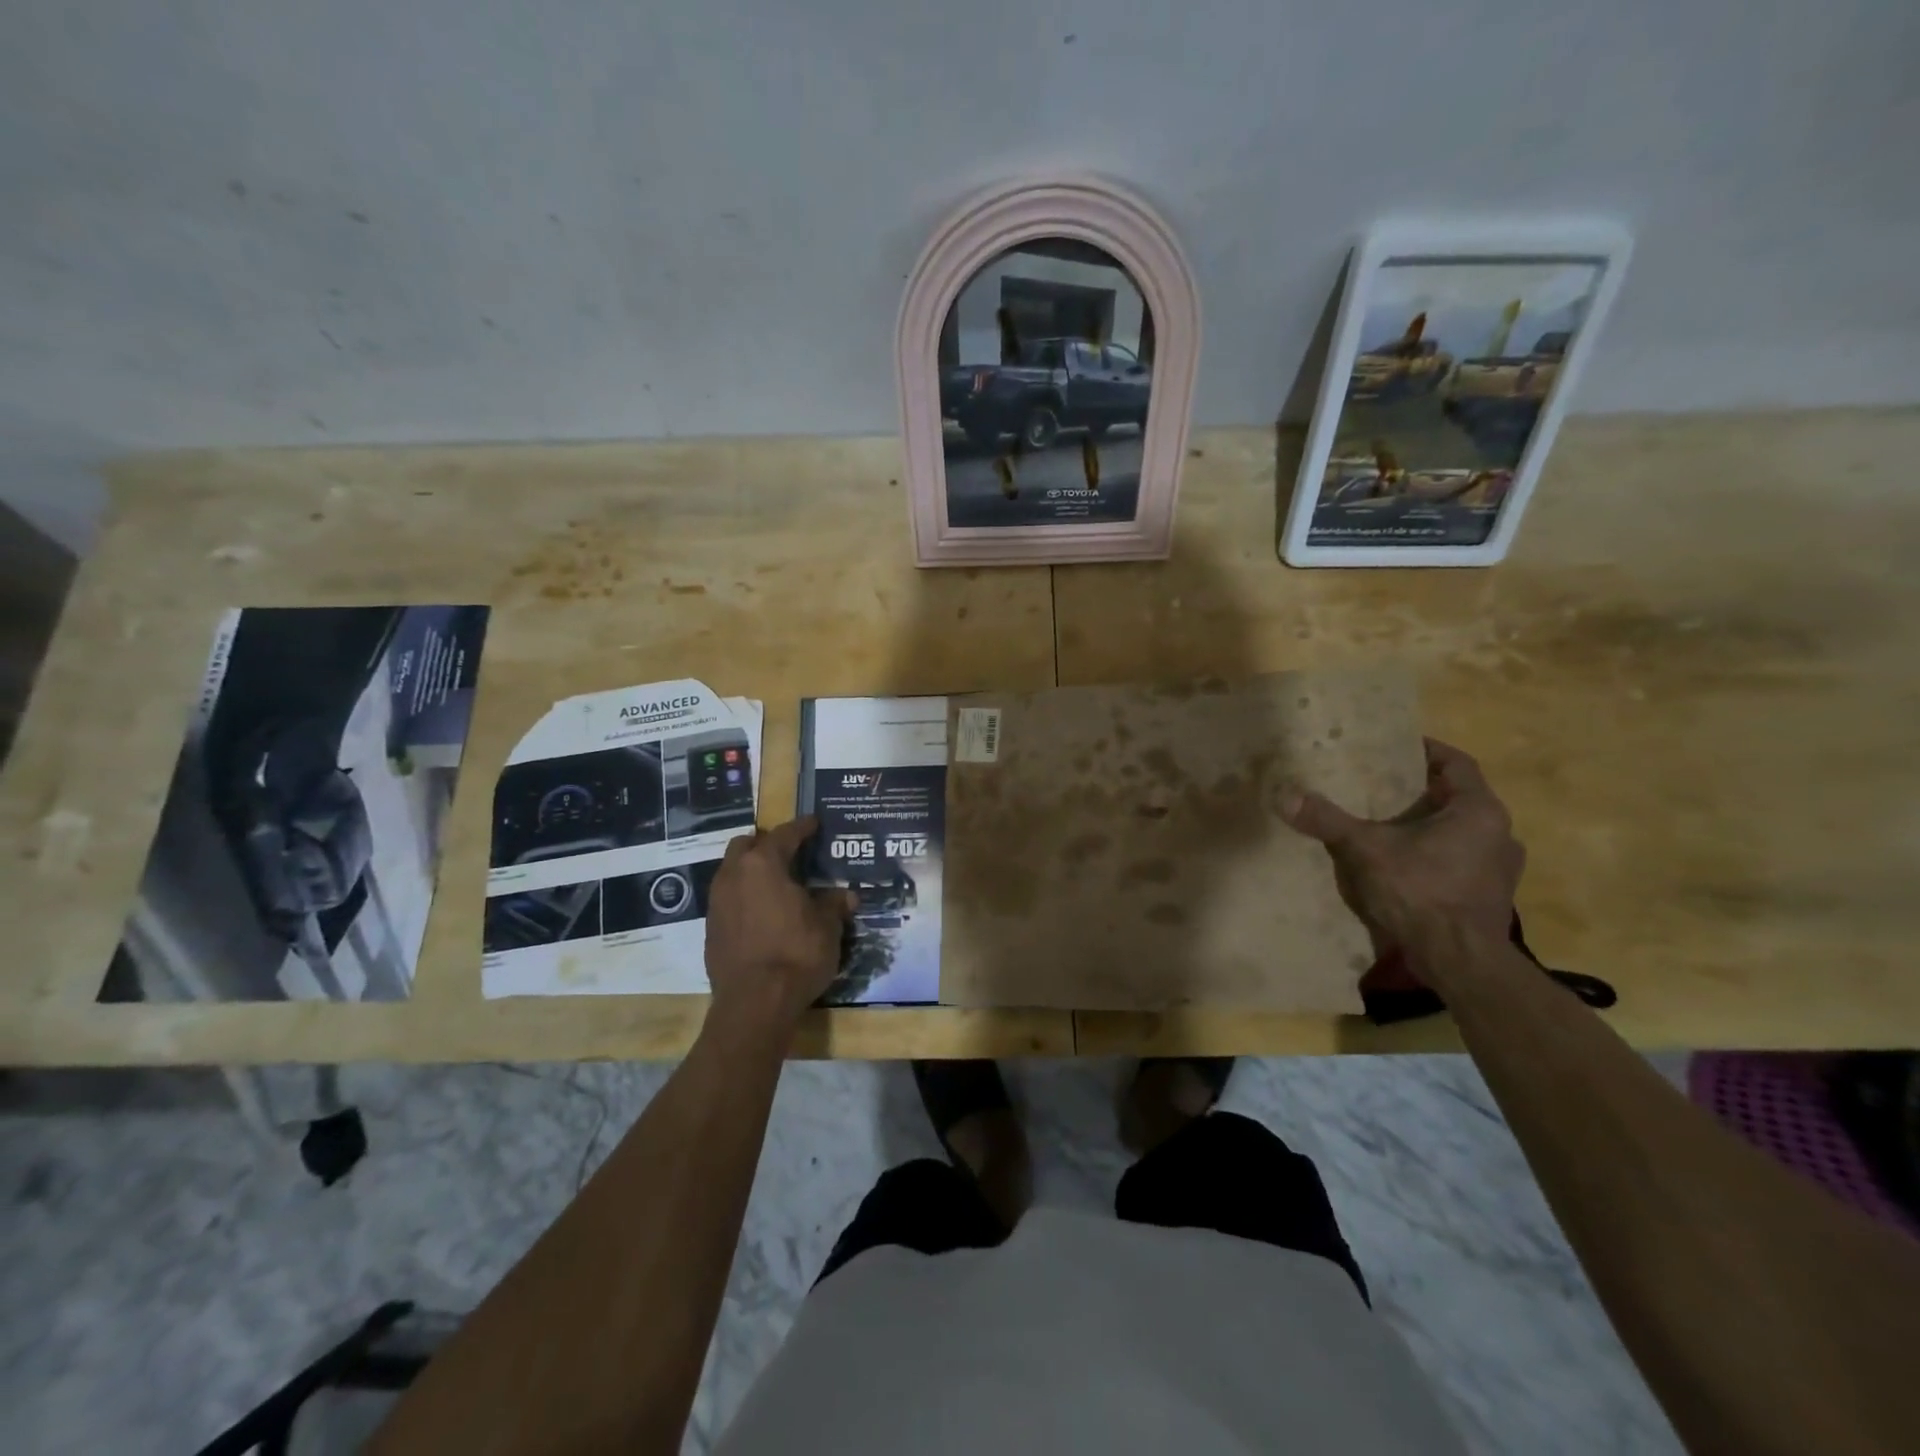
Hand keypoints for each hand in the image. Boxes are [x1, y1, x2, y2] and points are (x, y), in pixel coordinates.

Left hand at [703, 816, 853, 1033]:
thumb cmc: (797, 954)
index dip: (802, 827)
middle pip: (747, 846)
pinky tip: (762, 912)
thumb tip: (847, 896)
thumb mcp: (827, 927)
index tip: (814, 823)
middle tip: (789, 852)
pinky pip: (727, 899)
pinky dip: (743, 897)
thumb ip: (834, 905)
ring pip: (732, 871)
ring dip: (751, 870)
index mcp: (764, 864)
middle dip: (766, 844)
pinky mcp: (710, 929)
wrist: (754, 1003)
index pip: (785, 834)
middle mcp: (734, 875)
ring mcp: (717, 902)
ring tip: (775, 882)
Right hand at [1281, 738, 1523, 954]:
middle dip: (1419, 791)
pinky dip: (1434, 856)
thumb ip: (1328, 821)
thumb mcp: (1366, 850)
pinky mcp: (1490, 897)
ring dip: (1428, 826)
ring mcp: (1500, 869)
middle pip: (1457, 798)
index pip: (1456, 763)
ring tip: (1388, 825)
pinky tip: (1404, 866)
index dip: (1425, 751)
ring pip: (1460, 832)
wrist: (1461, 962)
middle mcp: (1499, 834)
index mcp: (1479, 811)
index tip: (1394, 747)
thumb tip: (1284, 796)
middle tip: (1380, 786)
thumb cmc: (1422, 892)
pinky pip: (1460, 862)